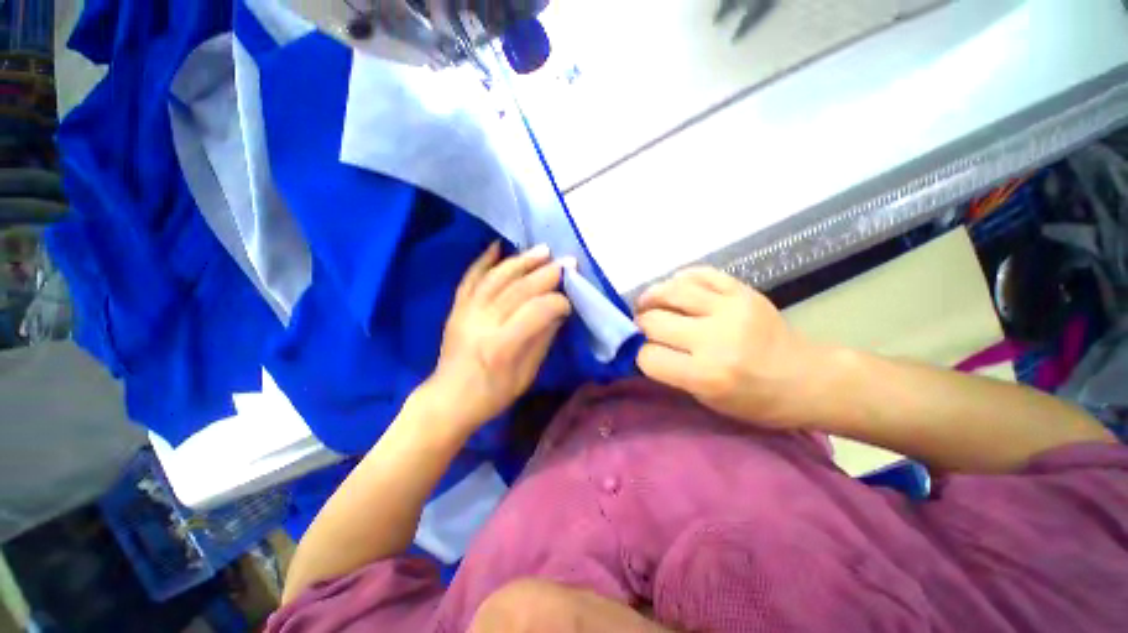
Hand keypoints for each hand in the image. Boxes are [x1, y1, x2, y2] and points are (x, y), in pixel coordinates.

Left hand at [423, 242, 572, 432]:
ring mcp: (466, 312)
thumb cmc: (492, 394)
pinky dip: (483, 260)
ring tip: (542, 250)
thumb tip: (558, 312)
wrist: (448, 399)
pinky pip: (470, 278)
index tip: (570, 301)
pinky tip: (497, 246)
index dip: (557, 302)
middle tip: (566, 262)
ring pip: (496, 278)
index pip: (536, 311)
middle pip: (518, 289)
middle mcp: (483, 322)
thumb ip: (543, 339)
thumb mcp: (526, 375)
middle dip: (546, 273)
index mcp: (502, 345)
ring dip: (521, 261)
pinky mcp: (456, 308)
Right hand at [635, 267, 811, 429]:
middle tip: (641, 327)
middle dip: (640, 325)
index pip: (648, 356)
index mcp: (706, 375)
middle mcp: (715, 338)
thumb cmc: (756, 400)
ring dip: (651, 297)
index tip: (642, 352)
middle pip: (654, 321)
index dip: (639, 354)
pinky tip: (674, 290)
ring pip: (671, 290)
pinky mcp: (743, 290)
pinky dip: (680, 280)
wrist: (808, 378)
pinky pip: (699, 274)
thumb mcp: (707, 400)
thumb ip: (672, 372)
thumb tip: (641, 347)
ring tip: (647, 303)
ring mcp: (731, 308)